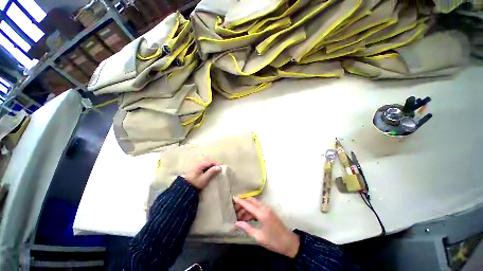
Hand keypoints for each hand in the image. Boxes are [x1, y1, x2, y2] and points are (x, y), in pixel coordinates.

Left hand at [183, 160, 220, 189]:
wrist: (184, 187)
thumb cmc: (196, 183)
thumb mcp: (205, 178)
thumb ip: (212, 172)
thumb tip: (219, 167)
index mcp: (201, 164)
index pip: (211, 162)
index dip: (217, 165)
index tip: (219, 170)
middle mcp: (199, 162)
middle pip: (208, 160)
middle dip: (213, 164)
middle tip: (216, 170)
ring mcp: (196, 164)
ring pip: (205, 162)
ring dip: (209, 165)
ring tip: (212, 171)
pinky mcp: (194, 168)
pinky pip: (202, 164)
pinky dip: (206, 166)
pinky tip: (206, 171)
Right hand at [233, 197, 299, 257]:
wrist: (289, 242)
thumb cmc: (273, 241)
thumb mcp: (259, 236)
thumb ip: (247, 228)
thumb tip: (236, 223)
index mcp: (261, 213)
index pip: (248, 204)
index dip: (240, 201)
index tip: (233, 197)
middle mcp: (264, 208)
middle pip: (251, 201)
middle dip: (243, 203)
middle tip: (235, 209)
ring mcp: (267, 209)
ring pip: (254, 204)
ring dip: (247, 208)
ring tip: (239, 216)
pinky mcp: (268, 211)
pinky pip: (258, 208)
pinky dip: (251, 211)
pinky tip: (246, 218)